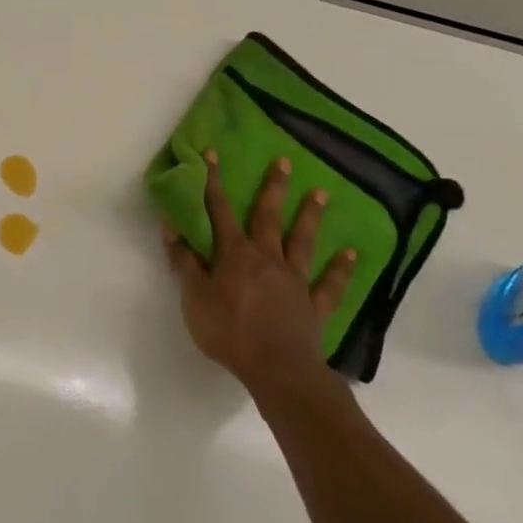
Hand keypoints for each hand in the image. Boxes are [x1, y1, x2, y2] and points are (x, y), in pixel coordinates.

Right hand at [163, 152, 357, 405]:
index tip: (213, 155)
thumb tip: (170, 225)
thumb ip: (183, 261)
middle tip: (285, 161)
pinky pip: (330, 283)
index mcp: (235, 255)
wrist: (276, 368)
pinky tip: (351, 254)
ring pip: (303, 241)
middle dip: (273, 188)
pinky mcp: (314, 304)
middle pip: (268, 217)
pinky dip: (340, 268)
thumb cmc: (228, 331)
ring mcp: (294, 280)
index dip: (214, 183)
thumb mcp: (193, 297)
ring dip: (310, 216)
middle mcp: (267, 258)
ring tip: (321, 193)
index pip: (220, 211)